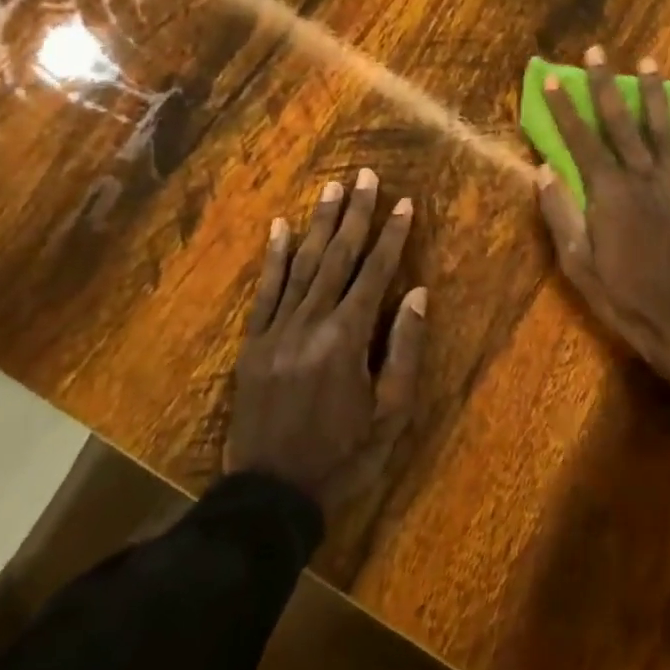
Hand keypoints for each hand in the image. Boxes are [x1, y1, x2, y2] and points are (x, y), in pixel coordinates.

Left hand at [225, 169, 425, 499]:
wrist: (271, 493)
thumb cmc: (343, 455)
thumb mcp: (391, 413)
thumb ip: (404, 349)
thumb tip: (416, 292)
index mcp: (348, 338)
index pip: (375, 273)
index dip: (392, 236)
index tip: (404, 203)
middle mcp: (311, 322)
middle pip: (338, 257)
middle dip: (356, 214)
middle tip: (366, 176)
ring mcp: (276, 329)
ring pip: (302, 264)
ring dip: (319, 224)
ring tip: (333, 189)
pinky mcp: (253, 342)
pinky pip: (265, 290)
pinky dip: (274, 257)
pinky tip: (280, 227)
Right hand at [537, 45, 669, 401]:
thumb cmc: (625, 297)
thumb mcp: (579, 264)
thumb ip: (561, 214)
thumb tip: (543, 170)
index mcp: (608, 193)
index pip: (580, 140)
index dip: (564, 109)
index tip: (551, 79)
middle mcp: (643, 177)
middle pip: (621, 123)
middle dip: (605, 85)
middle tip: (597, 53)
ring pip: (664, 129)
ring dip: (655, 94)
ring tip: (649, 62)